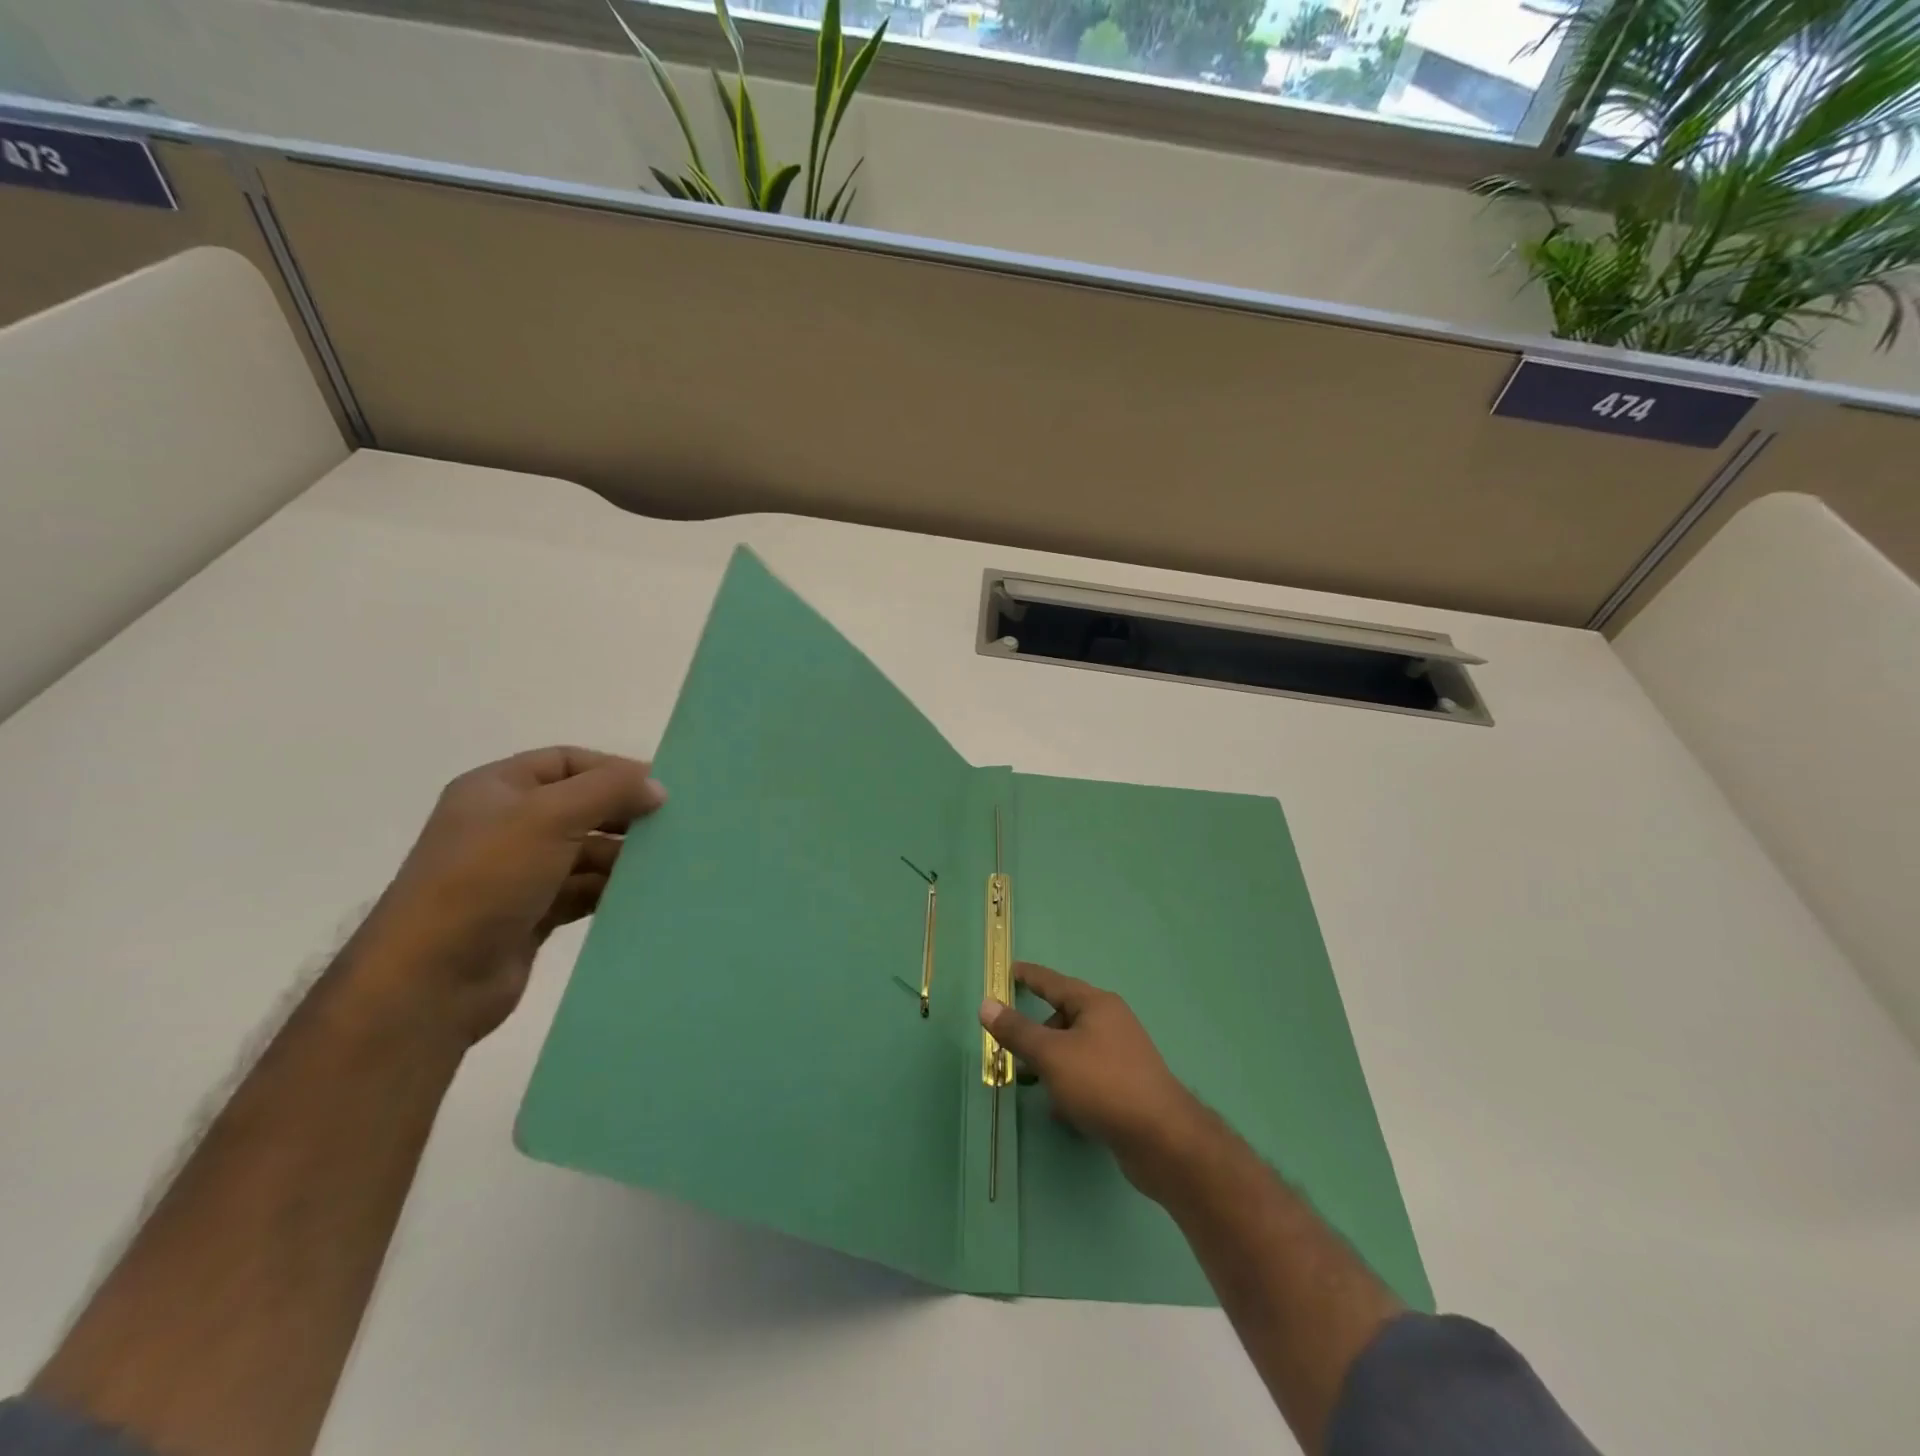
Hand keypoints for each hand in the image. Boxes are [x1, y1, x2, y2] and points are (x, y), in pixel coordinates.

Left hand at [352, 747, 666, 1042]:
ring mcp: (517, 873)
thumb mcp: (549, 816)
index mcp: (497, 789)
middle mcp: (506, 825)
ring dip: (623, 858)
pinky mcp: (530, 914)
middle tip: (672, 829)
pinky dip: (610, 891)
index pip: (567, 762)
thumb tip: (657, 787)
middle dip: (624, 816)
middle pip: (581, 807)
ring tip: (665, 866)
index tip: (661, 789)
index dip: (614, 769)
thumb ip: (609, 790)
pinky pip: (582, 892)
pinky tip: (641, 897)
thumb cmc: (487, 878)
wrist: (431, 979)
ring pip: (586, 853)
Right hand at [980, 961, 1203, 1200]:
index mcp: (1096, 1004)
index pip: (1053, 982)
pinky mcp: (1127, 1085)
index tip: (1008, 970)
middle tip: (1009, 1050)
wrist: (1162, 1138)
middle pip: (1063, 1017)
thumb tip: (986, 1004)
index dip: (1029, 976)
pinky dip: (1069, 1084)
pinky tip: (1060, 1109)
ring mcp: (1122, 1054)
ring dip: (1051, 1063)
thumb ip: (1017, 1030)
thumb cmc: (1102, 1084)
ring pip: (1074, 1049)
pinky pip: (1087, 1074)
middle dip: (1035, 1033)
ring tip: (1030, 1083)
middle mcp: (1111, 1022)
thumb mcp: (1051, 1055)